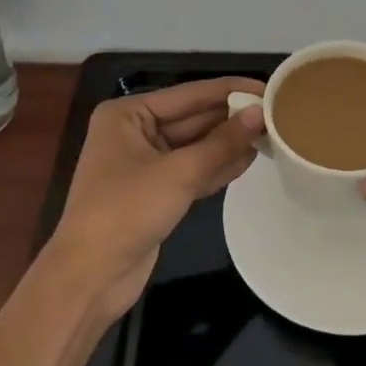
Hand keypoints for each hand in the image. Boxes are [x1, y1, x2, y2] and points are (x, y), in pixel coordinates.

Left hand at [46, 77, 264, 322]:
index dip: (229, 90)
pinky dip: (217, 166)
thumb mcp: (178, 173)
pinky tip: (249, 160)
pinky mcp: (156, 192)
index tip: (266, 87)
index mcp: (128, 114)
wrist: (89, 279)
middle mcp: (135, 132)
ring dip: (228, 142)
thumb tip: (259, 113)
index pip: (189, 94)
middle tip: (276, 113)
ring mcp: (145, 163)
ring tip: (271, 133)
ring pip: (195, 145)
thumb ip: (222, 143)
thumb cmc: (126, 211)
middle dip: (231, 118)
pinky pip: (192, 170)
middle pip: (193, 118)